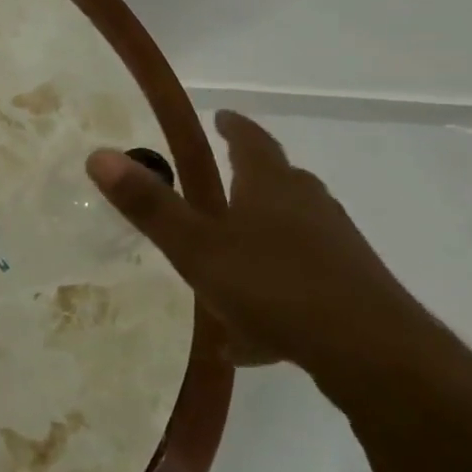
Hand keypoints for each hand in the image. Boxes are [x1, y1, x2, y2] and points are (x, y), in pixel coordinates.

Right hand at [88, 112, 462, 397]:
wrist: (373, 354)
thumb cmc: (274, 286)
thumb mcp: (196, 247)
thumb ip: (149, 204)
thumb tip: (98, 154)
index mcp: (272, 188)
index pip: (252, 142)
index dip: (234, 128)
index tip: (222, 116)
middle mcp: (310, 208)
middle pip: (281, 183)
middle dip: (252, 179)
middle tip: (224, 181)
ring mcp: (337, 250)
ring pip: (294, 232)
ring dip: (263, 237)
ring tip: (229, 261)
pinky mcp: (352, 291)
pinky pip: (302, 282)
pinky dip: (274, 294)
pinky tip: (251, 339)